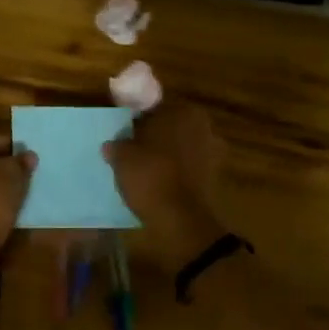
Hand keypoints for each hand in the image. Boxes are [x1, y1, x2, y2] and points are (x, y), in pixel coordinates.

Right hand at [103, 100, 227, 263]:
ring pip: (182, 149)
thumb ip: (117, 145)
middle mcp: (204, 127)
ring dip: (167, 157)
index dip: (138, 122)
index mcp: (183, 112)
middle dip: (155, 139)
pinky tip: (160, 185)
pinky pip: (189, 169)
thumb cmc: (151, 176)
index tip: (125, 136)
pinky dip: (177, 175)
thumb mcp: (122, 157)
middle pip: (171, 128)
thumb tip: (112, 145)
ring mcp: (214, 153)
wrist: (181, 220)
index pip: (155, 109)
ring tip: (145, 171)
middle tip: (133, 152)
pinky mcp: (216, 178)